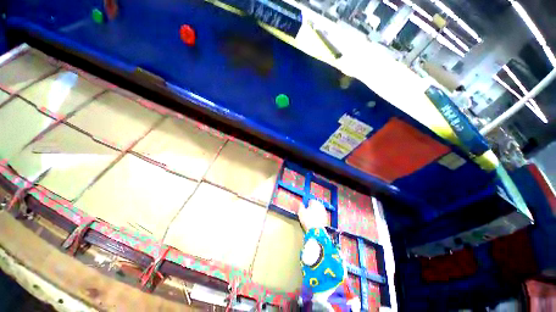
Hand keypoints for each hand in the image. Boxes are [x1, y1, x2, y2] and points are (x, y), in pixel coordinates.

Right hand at [298, 199, 327, 231]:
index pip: (310, 200)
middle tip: (307, 213)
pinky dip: (318, 217)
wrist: (316, 231)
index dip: (306, 204)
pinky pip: (320, 216)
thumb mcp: (301, 212)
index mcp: (315, 202)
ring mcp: (324, 212)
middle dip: (311, 207)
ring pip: (318, 210)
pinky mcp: (326, 219)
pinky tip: (314, 221)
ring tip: (310, 218)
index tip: (304, 208)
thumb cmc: (307, 219)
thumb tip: (300, 203)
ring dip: (315, 212)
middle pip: (315, 205)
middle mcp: (321, 205)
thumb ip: (300, 206)